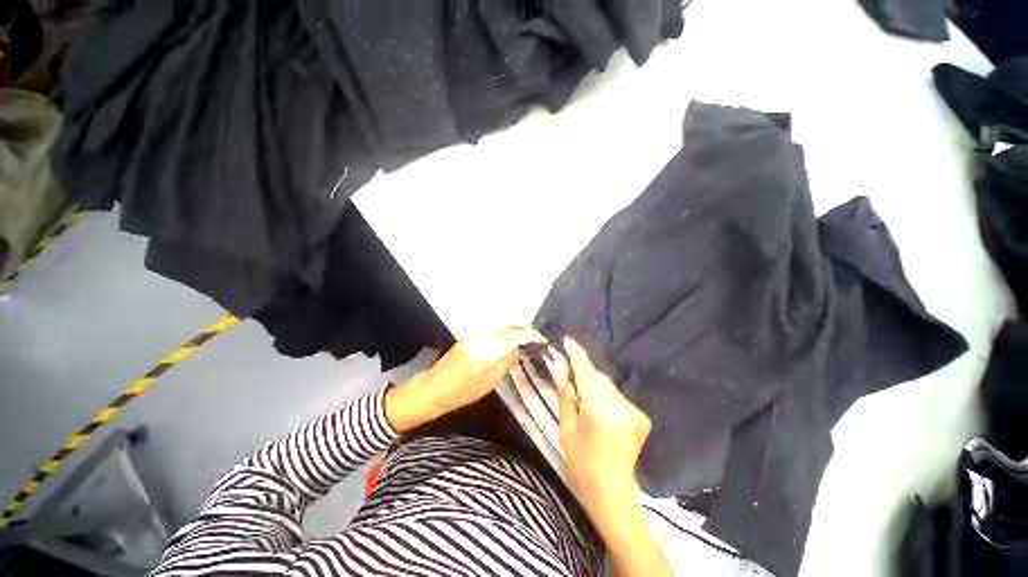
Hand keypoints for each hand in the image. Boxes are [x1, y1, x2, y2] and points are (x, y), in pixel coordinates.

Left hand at [385, 326, 545, 432]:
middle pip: (506, 325)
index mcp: (487, 349)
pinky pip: (490, 329)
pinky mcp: (468, 337)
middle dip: (522, 327)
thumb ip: (507, 362)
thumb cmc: (462, 392)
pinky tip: (507, 340)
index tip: (542, 339)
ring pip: (499, 325)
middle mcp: (481, 336)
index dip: (530, 335)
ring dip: (513, 328)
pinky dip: (502, 331)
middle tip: (534, 336)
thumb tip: (520, 349)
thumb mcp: (490, 382)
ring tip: (524, 337)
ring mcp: (473, 334)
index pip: (515, 336)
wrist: (432, 389)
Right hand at [552, 337, 650, 511]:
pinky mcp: (641, 416)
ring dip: (595, 385)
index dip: (576, 354)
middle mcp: (619, 405)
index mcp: (596, 409)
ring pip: (608, 385)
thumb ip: (566, 395)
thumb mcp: (566, 428)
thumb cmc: (581, 461)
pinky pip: (618, 396)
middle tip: (570, 372)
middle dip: (584, 372)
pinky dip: (606, 396)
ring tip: (584, 395)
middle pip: (598, 377)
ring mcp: (633, 411)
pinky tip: (600, 409)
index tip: (567, 340)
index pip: (585, 371)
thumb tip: (560, 369)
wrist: (611, 491)